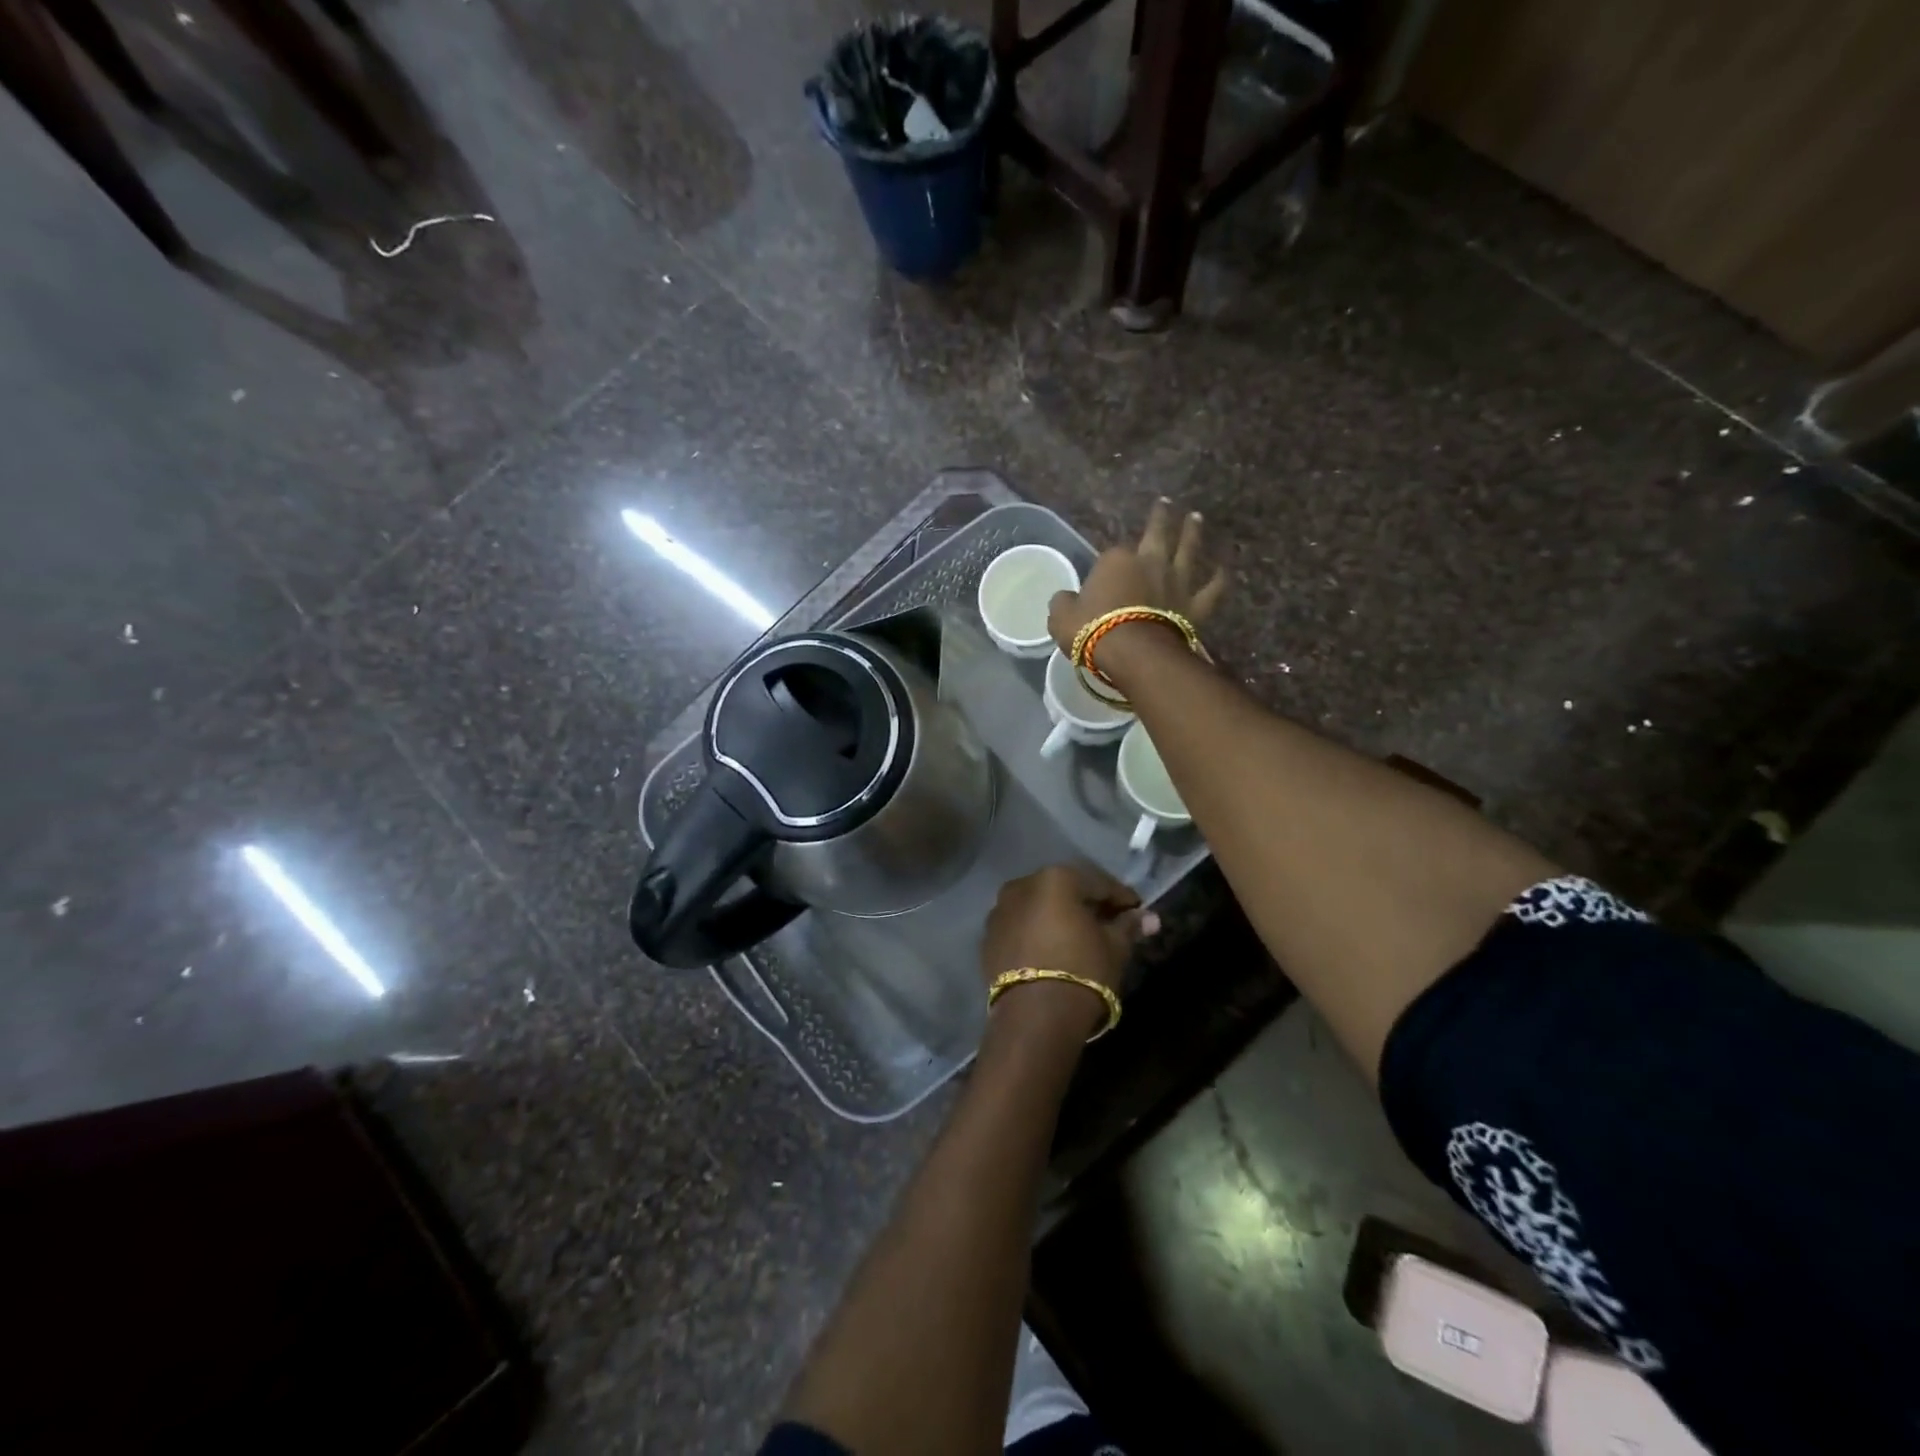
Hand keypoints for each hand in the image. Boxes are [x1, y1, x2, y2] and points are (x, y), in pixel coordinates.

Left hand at [981, 866, 1159, 1038]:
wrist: (1033, 1016)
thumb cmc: (1082, 972)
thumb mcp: (1114, 948)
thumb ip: (1129, 927)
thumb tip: (1150, 917)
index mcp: (1056, 878)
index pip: (1098, 883)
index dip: (1121, 897)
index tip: (1137, 911)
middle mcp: (1023, 885)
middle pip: (1065, 890)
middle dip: (1087, 904)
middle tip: (1110, 923)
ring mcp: (1000, 910)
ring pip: (1039, 907)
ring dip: (1059, 917)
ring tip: (1081, 938)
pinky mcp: (988, 937)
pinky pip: (1021, 926)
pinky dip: (1038, 932)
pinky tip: (1053, 950)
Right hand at [1047, 497, 1228, 654]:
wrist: (1133, 652)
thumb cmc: (1092, 630)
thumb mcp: (1061, 617)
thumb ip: (1064, 603)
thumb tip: (1065, 599)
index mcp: (1115, 560)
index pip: (1112, 554)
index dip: (1109, 562)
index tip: (1105, 571)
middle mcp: (1150, 562)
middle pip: (1156, 534)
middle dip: (1160, 518)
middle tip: (1166, 502)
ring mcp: (1176, 582)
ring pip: (1187, 551)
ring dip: (1192, 533)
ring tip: (1196, 517)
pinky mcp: (1195, 605)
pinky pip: (1211, 589)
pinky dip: (1219, 579)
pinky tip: (1224, 569)